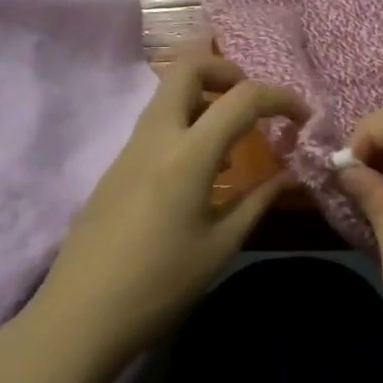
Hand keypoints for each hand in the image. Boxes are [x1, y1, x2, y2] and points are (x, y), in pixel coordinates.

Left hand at [30, 55, 304, 366]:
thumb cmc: (159, 286)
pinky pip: (157, 122)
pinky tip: (203, 167)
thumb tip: (288, 175)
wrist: (80, 316)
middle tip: (253, 103)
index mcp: (187, 155)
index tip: (303, 118)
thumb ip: (257, 202)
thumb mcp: (220, 247)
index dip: (280, 97)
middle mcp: (155, 137)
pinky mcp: (116, 165)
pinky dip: (186, 120)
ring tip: (234, 136)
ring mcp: (129, 148)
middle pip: (187, 66)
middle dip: (228, 69)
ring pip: (167, 91)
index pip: (241, 97)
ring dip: (205, 93)